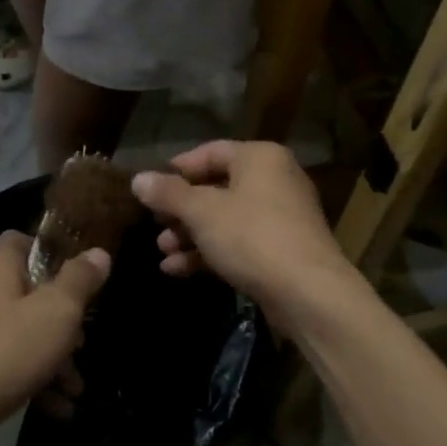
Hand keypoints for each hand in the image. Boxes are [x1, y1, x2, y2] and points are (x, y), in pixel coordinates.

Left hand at [0, 231, 107, 445]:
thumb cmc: (3, 352)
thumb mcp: (56, 312)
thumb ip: (80, 280)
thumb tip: (99, 252)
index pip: (23, 240)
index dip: (54, 252)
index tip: (82, 276)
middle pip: (30, 293)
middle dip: (64, 320)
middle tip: (84, 344)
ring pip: (23, 334)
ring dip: (54, 359)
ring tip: (76, 389)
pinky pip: (9, 367)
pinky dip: (34, 383)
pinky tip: (59, 410)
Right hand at [131, 142, 361, 338]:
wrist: (308, 293)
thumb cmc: (252, 236)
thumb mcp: (202, 211)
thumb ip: (168, 193)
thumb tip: (137, 179)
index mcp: (259, 158)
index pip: (210, 152)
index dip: (177, 169)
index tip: (150, 188)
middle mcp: (274, 180)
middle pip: (216, 187)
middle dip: (181, 210)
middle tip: (155, 225)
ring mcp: (280, 217)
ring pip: (225, 219)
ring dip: (191, 234)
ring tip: (162, 251)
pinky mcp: (281, 251)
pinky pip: (238, 243)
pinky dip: (210, 252)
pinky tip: (178, 270)